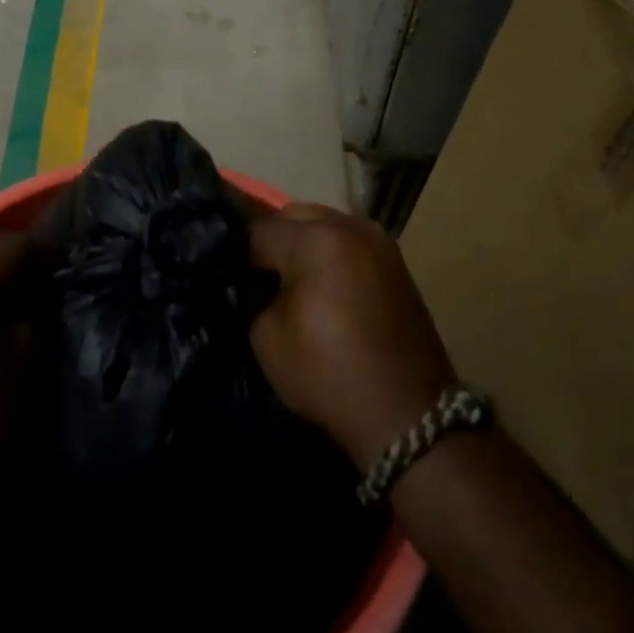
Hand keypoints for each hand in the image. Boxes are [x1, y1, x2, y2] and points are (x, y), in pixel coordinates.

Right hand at [249, 204, 457, 469]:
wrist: (408, 416)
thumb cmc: (329, 374)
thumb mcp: (267, 336)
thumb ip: (254, 294)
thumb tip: (254, 280)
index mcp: (316, 239)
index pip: (257, 230)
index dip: (235, 253)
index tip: (226, 275)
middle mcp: (350, 226)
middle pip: (293, 217)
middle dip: (271, 241)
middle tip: (257, 276)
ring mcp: (379, 242)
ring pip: (323, 226)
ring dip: (303, 245)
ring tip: (290, 281)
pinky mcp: (396, 263)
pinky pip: (348, 244)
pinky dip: (329, 256)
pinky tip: (321, 287)